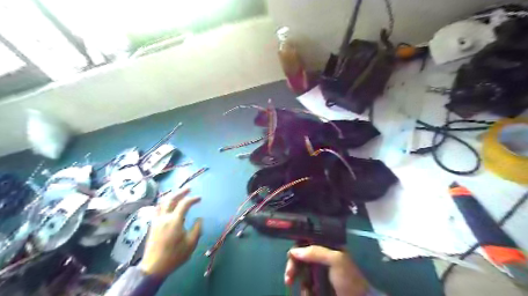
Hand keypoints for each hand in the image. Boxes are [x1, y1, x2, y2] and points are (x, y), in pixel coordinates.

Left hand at [141, 188, 201, 277]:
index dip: (193, 199)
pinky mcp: (152, 225)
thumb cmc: (175, 256)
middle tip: (189, 189)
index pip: (184, 204)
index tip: (200, 198)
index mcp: (174, 221)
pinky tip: (168, 205)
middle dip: (180, 192)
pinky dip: (164, 203)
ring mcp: (156, 221)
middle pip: (171, 199)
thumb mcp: (191, 244)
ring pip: (162, 203)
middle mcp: (164, 218)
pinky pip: (157, 209)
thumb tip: (199, 219)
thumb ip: (197, 229)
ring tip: (178, 194)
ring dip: (171, 196)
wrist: (154, 267)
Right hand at [285, 246, 367, 295]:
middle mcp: (321, 257)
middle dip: (293, 267)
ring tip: (305, 292)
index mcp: (327, 247)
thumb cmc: (349, 279)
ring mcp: (319, 272)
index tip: (291, 257)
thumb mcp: (336, 260)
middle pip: (300, 257)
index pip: (306, 242)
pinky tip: (308, 294)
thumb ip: (316, 252)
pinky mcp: (318, 285)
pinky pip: (305, 285)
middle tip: (289, 278)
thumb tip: (294, 251)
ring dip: (299, 281)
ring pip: (301, 272)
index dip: (297, 248)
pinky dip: (305, 290)